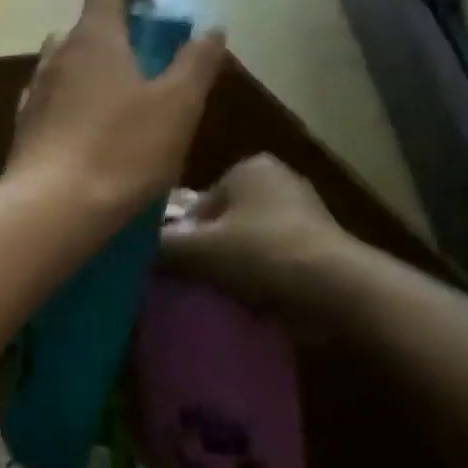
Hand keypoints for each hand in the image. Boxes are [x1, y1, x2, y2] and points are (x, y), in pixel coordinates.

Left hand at [5, 0, 224, 233]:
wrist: (51, 208)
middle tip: (146, 74)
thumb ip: (197, 62)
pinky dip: (71, 110)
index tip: (157, 19)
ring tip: (121, 112)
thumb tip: (210, 31)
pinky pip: (51, 106)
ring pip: (64, 68)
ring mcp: (33, 94)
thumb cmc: (121, 150)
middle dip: (115, 41)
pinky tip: (90, 142)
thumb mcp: (178, 106)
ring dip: (91, 78)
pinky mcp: (22, 131)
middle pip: (84, 28)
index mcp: (93, 37)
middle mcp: (55, 56)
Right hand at [159, 154, 358, 317]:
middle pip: (221, 222)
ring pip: (246, 243)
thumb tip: (132, 251)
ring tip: (221, 294)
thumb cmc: (260, 255)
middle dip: (207, 250)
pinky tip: (250, 301)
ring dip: (232, 266)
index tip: (177, 265)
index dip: (181, 236)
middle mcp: (279, 180)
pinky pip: (272, 260)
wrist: (335, 291)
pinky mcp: (320, 246)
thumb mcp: (195, 250)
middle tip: (194, 281)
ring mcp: (304, 213)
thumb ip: (159, 246)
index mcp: (249, 167)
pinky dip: (259, 277)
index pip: (196, 202)